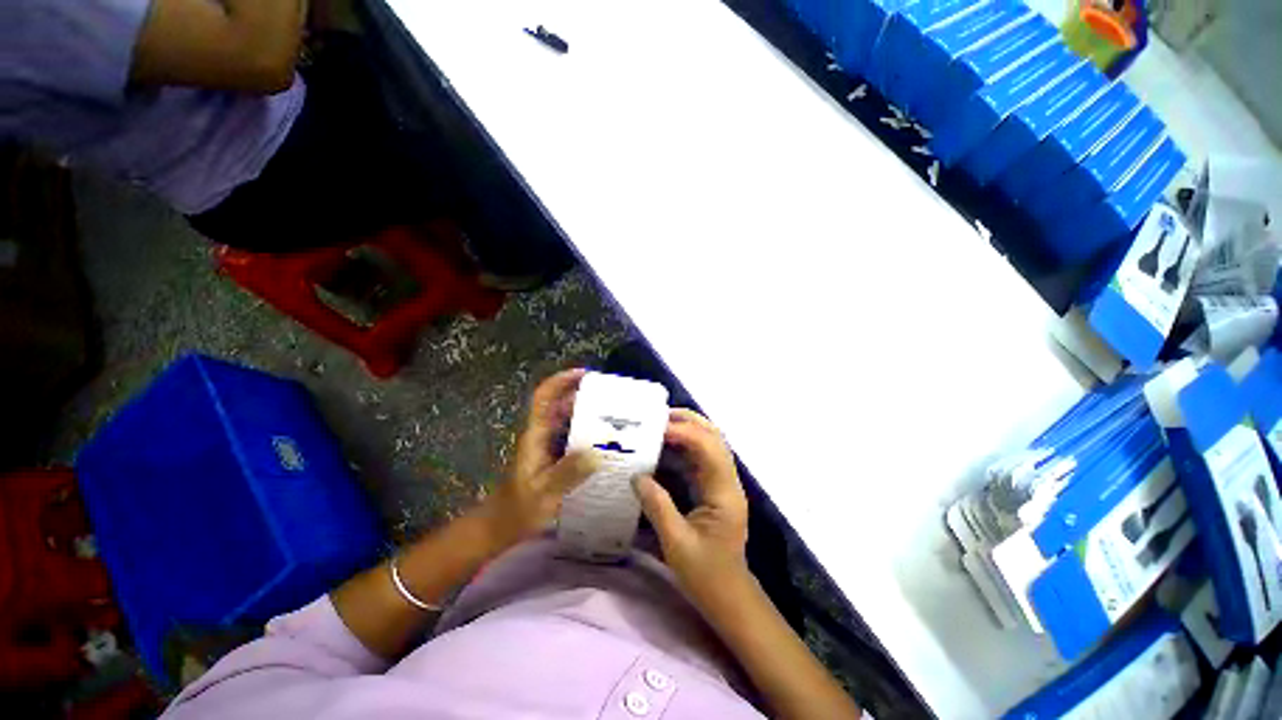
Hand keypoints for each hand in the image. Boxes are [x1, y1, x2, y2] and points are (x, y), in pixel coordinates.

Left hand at [477, 369, 596, 549]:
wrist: (501, 527)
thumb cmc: (518, 510)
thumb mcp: (544, 493)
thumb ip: (568, 473)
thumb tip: (597, 453)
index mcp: (535, 435)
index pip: (544, 397)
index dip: (561, 381)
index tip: (584, 374)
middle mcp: (541, 434)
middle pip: (559, 404)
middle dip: (582, 395)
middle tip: (610, 396)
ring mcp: (547, 446)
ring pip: (566, 420)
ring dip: (586, 413)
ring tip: (614, 415)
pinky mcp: (553, 457)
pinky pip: (571, 436)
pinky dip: (587, 432)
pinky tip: (604, 442)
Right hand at [634, 409, 750, 608]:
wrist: (729, 597)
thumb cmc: (706, 576)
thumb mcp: (677, 544)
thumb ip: (657, 506)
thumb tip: (636, 476)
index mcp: (724, 493)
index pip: (708, 448)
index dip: (683, 432)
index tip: (655, 427)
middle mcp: (728, 481)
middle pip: (715, 437)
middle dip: (689, 421)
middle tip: (658, 416)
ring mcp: (723, 483)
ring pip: (710, 444)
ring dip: (687, 430)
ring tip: (659, 425)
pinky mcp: (714, 489)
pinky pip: (701, 458)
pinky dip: (684, 446)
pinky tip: (664, 447)